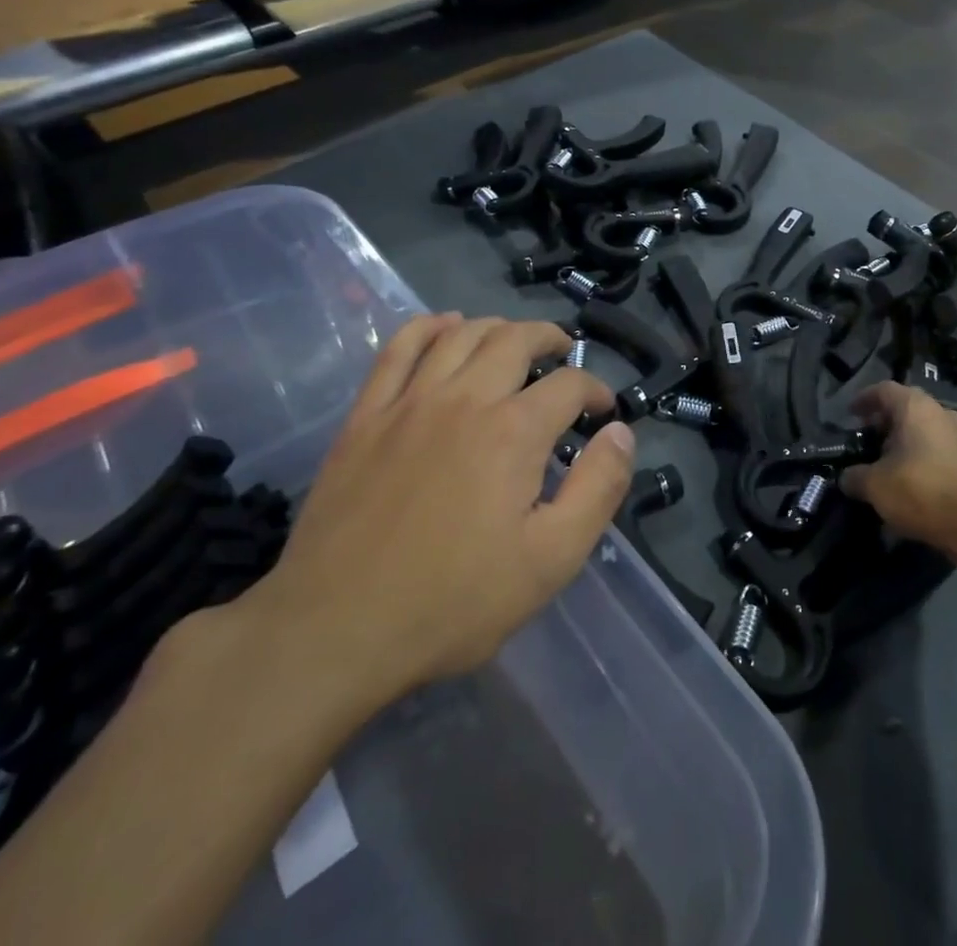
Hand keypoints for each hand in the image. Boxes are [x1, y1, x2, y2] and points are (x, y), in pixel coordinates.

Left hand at [238, 315, 633, 729]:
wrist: (334, 630)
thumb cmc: (453, 601)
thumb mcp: (551, 560)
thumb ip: (597, 489)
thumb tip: (621, 433)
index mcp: (513, 431)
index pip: (569, 384)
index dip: (595, 390)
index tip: (603, 411)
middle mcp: (464, 398)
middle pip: (516, 339)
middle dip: (550, 338)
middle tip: (564, 354)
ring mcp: (409, 402)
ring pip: (461, 334)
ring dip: (498, 326)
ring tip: (515, 340)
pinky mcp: (366, 416)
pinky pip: (399, 348)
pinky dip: (429, 326)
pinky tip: (445, 326)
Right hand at [840, 381, 956, 572]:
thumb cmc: (921, 492)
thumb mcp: (875, 486)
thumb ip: (856, 477)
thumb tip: (847, 478)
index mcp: (915, 409)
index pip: (884, 390)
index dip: (865, 399)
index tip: (852, 414)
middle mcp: (944, 416)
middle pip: (913, 408)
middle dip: (891, 422)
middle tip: (873, 444)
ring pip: (943, 428)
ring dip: (926, 438)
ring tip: (907, 459)